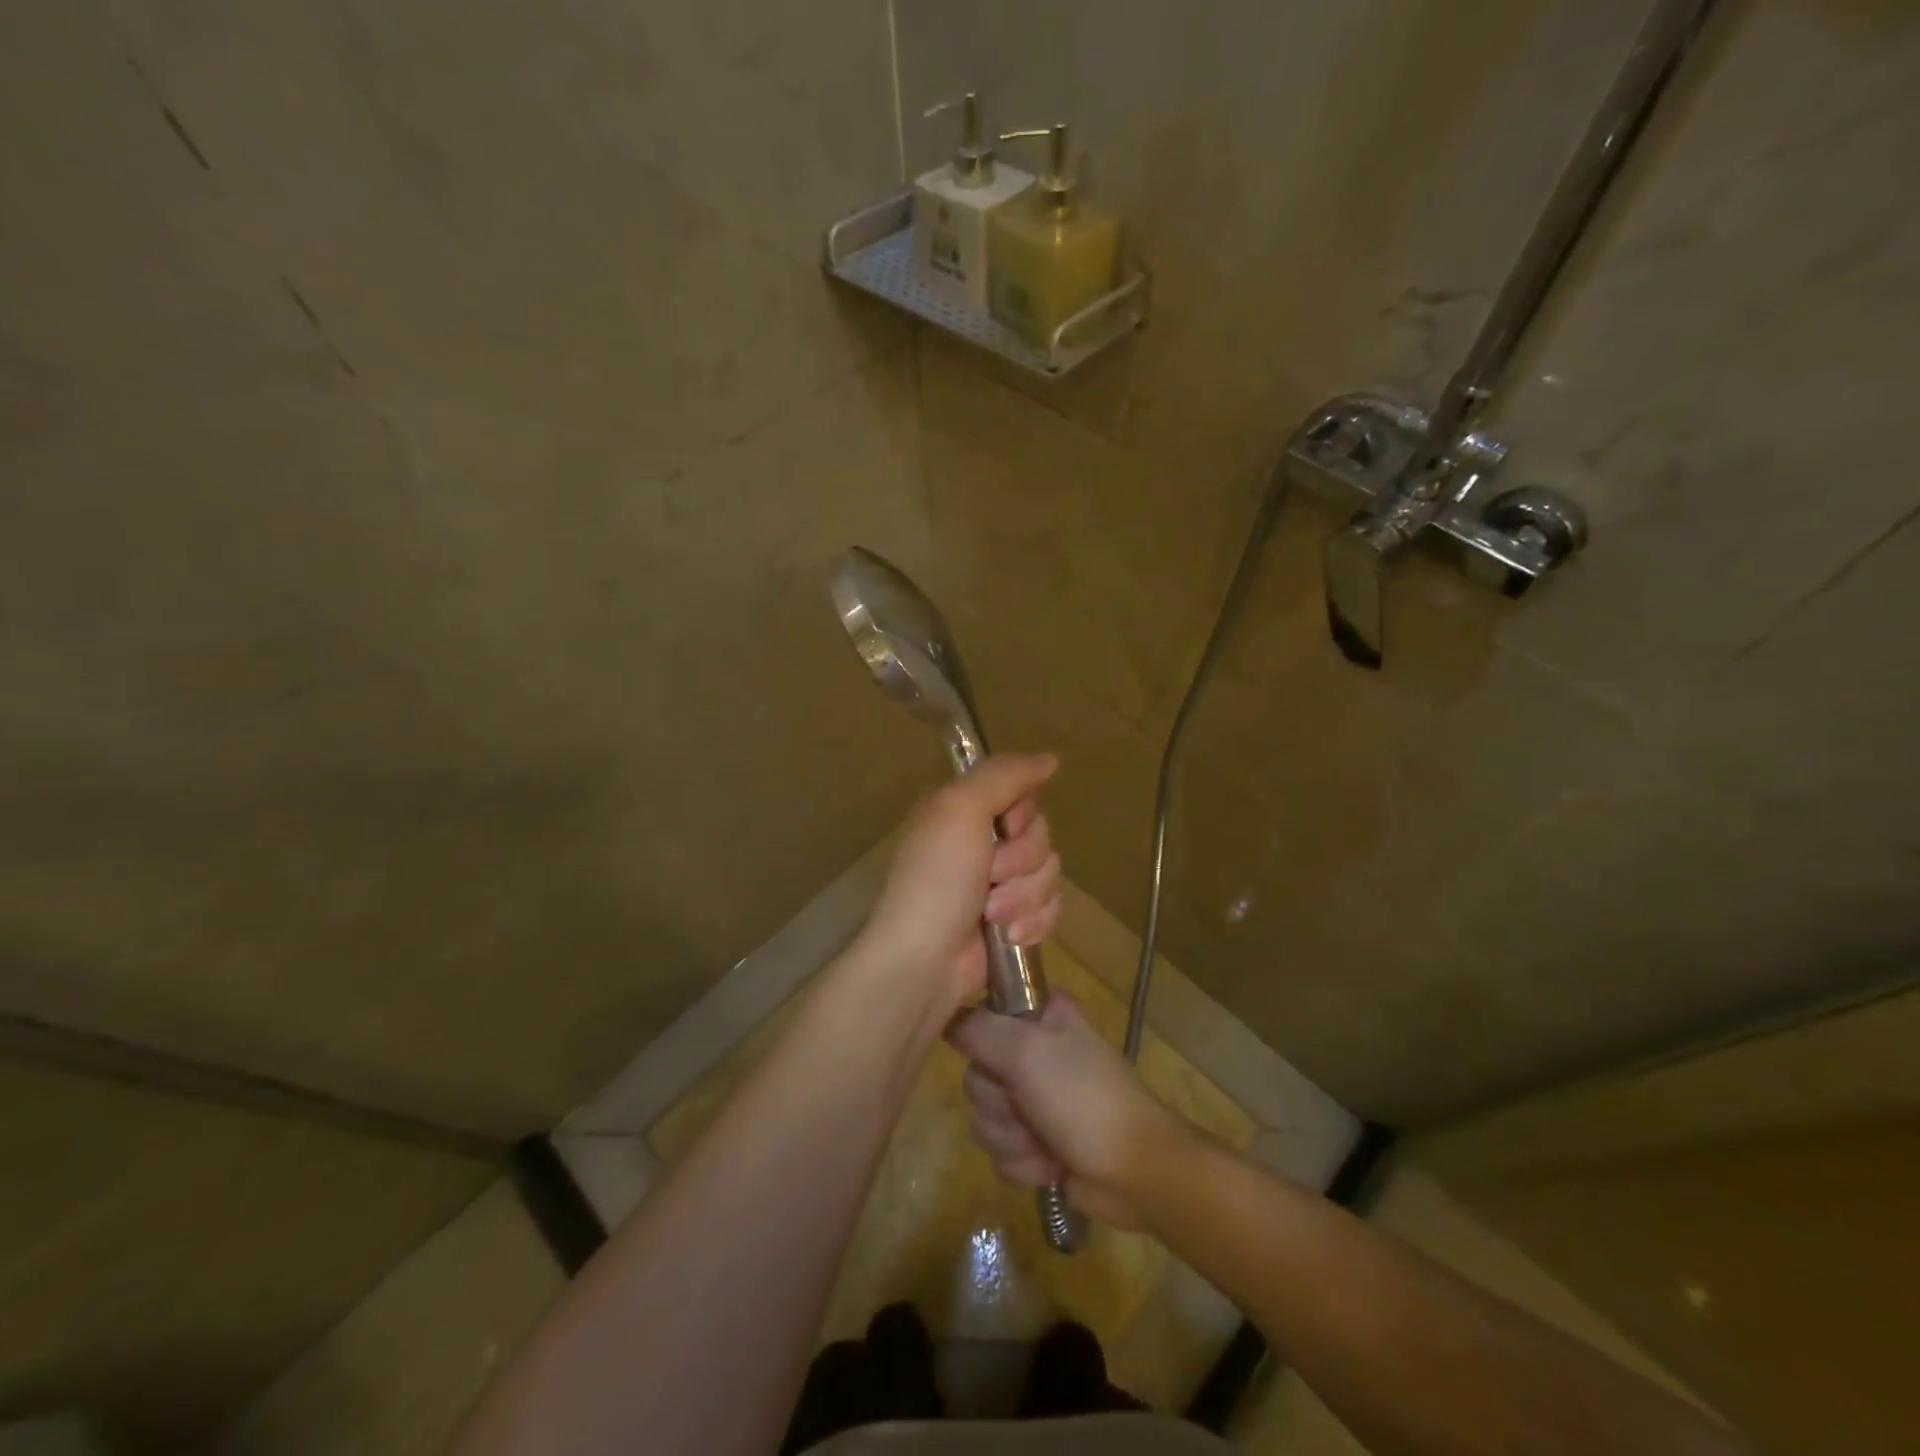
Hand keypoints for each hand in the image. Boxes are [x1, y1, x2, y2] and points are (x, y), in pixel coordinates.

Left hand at [856, 753, 1061, 1012]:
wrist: (926, 962)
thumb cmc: (937, 880)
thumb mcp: (960, 810)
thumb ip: (1004, 775)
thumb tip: (1050, 759)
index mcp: (964, 810)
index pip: (1023, 793)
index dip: (1021, 814)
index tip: (1004, 828)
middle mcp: (981, 841)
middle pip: (1041, 835)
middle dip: (1021, 862)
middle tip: (990, 878)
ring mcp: (998, 883)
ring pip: (1049, 873)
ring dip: (1023, 897)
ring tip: (991, 915)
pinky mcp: (1013, 919)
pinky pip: (1050, 908)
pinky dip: (1031, 923)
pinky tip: (1008, 936)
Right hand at [947, 994, 1186, 1230]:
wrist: (1135, 1172)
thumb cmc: (1084, 1098)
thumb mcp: (1026, 1051)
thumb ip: (977, 1029)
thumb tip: (943, 1018)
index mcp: (1040, 1015)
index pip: (982, 1011)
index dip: (979, 1039)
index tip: (994, 1058)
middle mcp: (1033, 1050)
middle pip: (976, 1072)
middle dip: (998, 1103)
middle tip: (1027, 1106)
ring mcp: (1034, 1097)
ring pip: (983, 1116)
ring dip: (1010, 1138)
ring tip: (1043, 1142)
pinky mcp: (1034, 1141)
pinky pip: (998, 1150)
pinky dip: (1020, 1162)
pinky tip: (1048, 1165)